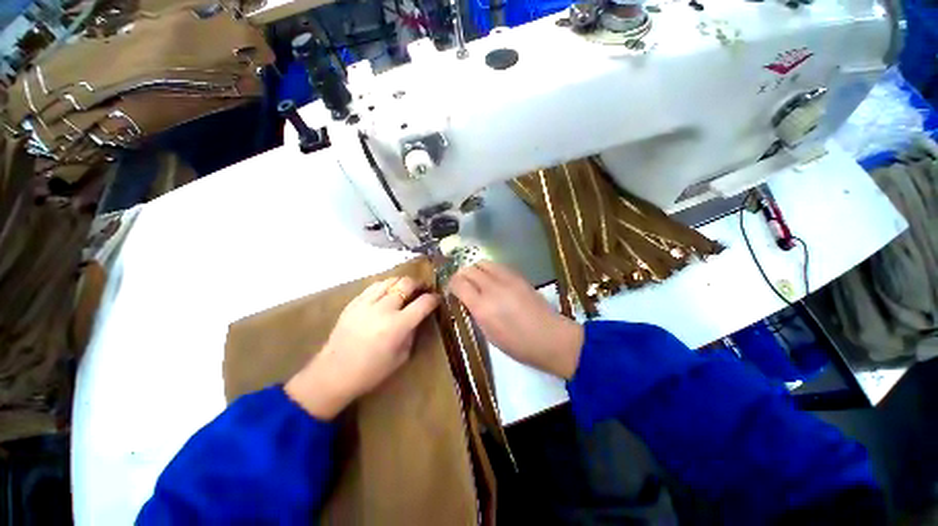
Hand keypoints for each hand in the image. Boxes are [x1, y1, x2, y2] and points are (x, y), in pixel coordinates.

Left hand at [286, 276, 439, 419]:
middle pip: (407, 284)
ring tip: (406, 289)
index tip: (437, 299)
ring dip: (402, 282)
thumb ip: (412, 332)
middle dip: (419, 284)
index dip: (434, 298)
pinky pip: (374, 286)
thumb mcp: (402, 356)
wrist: (333, 373)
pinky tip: (388, 292)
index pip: (423, 303)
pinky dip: (386, 285)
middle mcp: (383, 309)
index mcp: (398, 326)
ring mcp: (366, 303)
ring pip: (390, 280)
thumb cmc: (371, 371)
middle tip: (422, 289)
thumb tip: (418, 317)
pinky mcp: (354, 302)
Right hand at [449, 261, 583, 378]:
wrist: (551, 338)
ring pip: (483, 262)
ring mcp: (507, 279)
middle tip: (462, 286)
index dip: (451, 285)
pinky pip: (497, 265)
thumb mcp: (489, 334)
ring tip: (477, 281)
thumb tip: (467, 299)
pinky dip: (489, 270)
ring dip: (475, 270)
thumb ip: (475, 313)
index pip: (458, 283)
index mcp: (482, 307)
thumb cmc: (518, 345)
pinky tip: (493, 281)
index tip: (452, 291)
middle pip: (468, 269)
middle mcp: (492, 288)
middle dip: (461, 275)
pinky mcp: (519, 276)